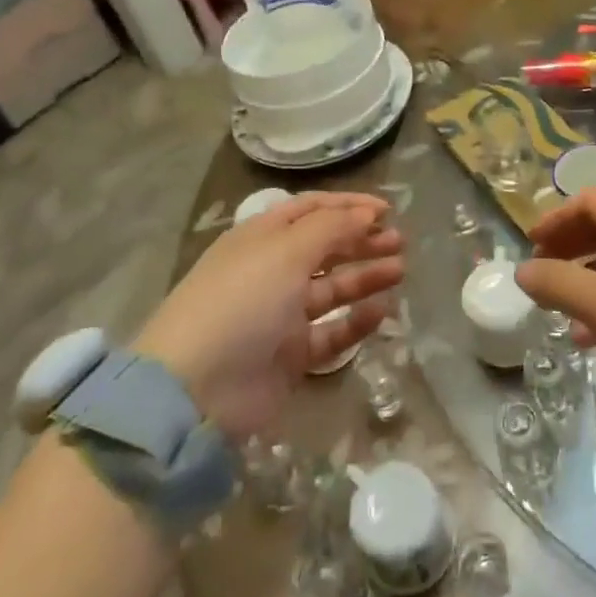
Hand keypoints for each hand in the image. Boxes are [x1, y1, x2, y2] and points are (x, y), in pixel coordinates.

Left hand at [136, 193, 403, 437]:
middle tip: (399, 241)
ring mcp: (280, 315)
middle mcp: (271, 271)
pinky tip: (381, 312)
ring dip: (365, 276)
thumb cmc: (241, 301)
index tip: (387, 210)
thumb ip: (332, 228)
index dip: (348, 206)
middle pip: (325, 247)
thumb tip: (366, 213)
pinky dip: (355, 321)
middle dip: (362, 240)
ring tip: (399, 271)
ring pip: (332, 288)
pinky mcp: (290, 355)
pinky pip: (330, 332)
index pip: (311, 210)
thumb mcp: (286, 251)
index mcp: (261, 238)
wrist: (195, 390)